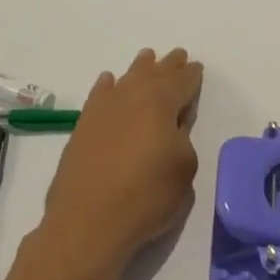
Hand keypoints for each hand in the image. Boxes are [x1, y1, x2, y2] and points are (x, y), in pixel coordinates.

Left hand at [40, 48, 203, 277]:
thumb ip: (183, 138)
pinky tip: (109, 82)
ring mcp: (103, 110)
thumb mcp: (184, 168)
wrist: (87, 223)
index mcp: (161, 103)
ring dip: (140, 69)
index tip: (196, 68)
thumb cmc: (146, 197)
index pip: (182, 81)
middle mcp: (131, 97)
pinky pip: (99, 95)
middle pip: (154, 74)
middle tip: (177, 56)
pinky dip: (108, 86)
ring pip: (126, 79)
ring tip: (147, 59)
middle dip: (168, 66)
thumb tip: (172, 127)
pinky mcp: (83, 127)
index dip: (192, 75)